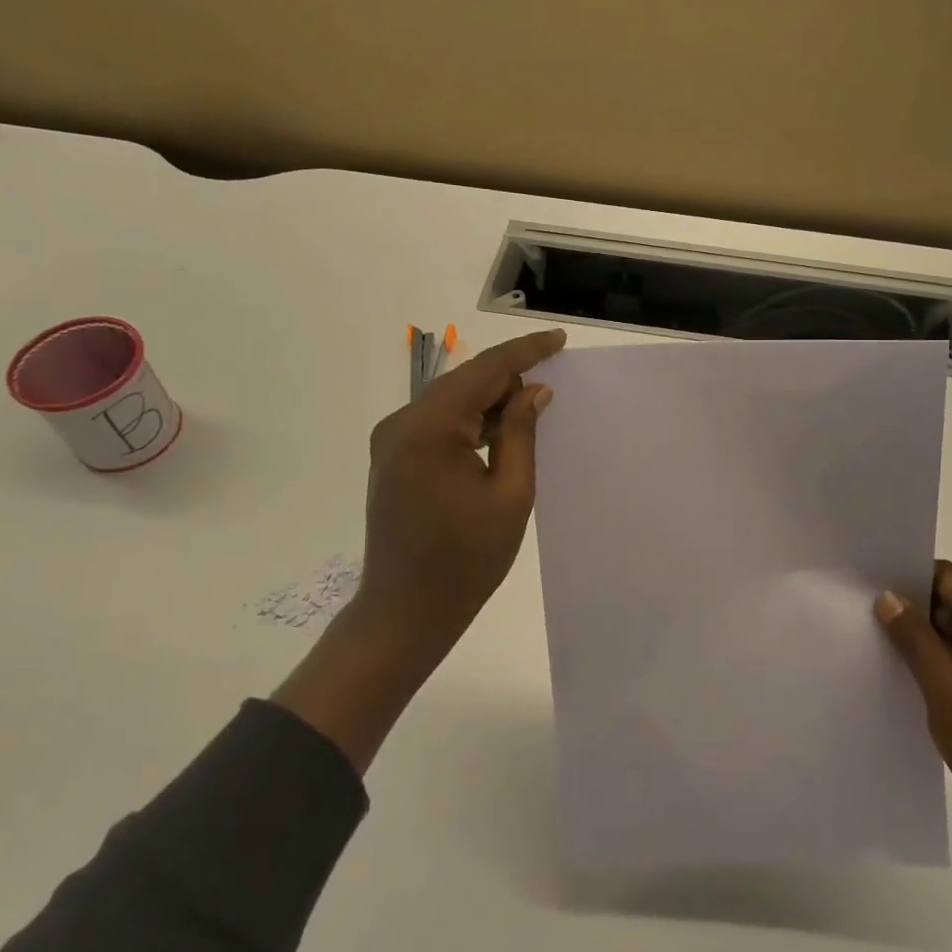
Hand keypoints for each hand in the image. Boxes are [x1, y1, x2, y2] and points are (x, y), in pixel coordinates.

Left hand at [274, 328, 565, 771]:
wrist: (405, 611)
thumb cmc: (466, 560)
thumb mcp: (510, 495)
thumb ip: (521, 433)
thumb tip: (534, 390)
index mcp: (429, 428)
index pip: (483, 371)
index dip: (525, 352)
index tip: (559, 340)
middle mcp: (401, 423)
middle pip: (464, 381)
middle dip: (509, 375)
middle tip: (554, 377)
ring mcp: (392, 440)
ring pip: (452, 401)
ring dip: (490, 399)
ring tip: (534, 405)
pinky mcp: (393, 457)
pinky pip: (439, 423)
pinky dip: (471, 420)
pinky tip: (501, 430)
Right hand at [875, 560, 951, 872]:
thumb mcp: (947, 690)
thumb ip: (915, 640)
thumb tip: (887, 596)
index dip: (912, 573)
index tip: (870, 577)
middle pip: (950, 606)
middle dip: (908, 605)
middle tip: (858, 606)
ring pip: (949, 639)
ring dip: (915, 638)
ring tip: (867, 635)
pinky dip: (927, 666)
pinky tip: (893, 672)